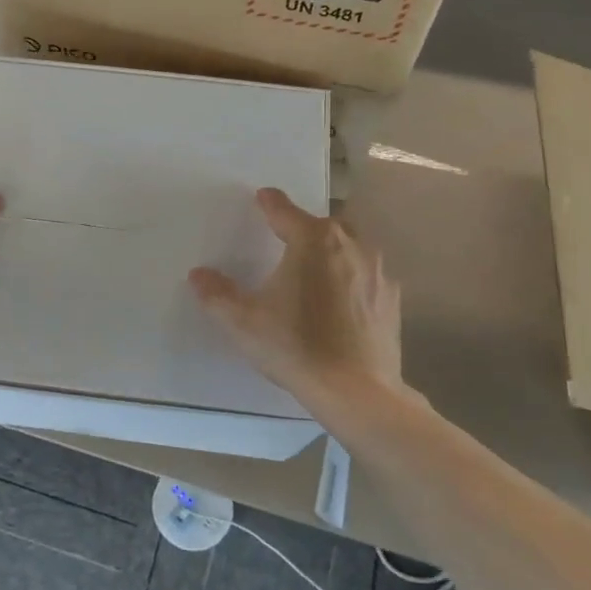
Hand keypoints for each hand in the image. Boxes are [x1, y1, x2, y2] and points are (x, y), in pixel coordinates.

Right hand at [190, 188, 404, 418]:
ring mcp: (377, 270)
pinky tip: (340, 302)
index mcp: (312, 240)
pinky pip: (367, 274)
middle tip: (285, 241)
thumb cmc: (296, 347)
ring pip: (351, 246)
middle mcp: (349, 244)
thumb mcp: (244, 322)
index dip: (269, 203)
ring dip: (331, 251)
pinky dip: (352, 278)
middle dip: (304, 228)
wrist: (357, 391)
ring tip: (314, 271)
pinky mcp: (392, 298)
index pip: (284, 210)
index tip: (262, 198)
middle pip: (323, 224)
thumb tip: (199, 275)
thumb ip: (217, 294)